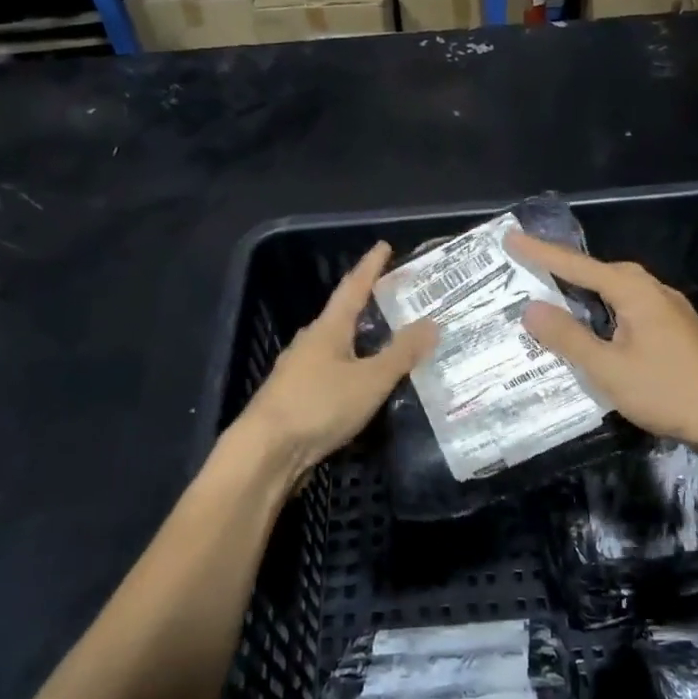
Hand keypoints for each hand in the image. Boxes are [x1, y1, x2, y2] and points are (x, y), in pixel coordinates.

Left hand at [235, 242, 437, 479]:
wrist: (266, 452)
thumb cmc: (319, 406)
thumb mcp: (370, 380)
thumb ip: (402, 353)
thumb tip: (431, 322)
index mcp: (328, 329)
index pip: (353, 288)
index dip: (370, 267)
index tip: (384, 246)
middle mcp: (310, 343)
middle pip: (341, 316)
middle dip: (366, 305)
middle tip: (394, 299)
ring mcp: (298, 371)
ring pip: (335, 347)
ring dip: (359, 341)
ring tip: (385, 342)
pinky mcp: (295, 398)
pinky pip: (330, 373)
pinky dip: (350, 369)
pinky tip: (361, 384)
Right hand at [507, 232, 697, 450]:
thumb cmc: (666, 390)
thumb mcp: (608, 368)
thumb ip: (568, 337)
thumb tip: (531, 308)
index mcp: (635, 292)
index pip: (578, 266)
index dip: (541, 253)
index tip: (511, 237)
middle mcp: (653, 290)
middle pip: (601, 271)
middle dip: (564, 267)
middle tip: (530, 268)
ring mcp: (668, 309)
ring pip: (618, 288)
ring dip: (586, 289)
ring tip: (555, 295)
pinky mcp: (675, 328)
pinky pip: (630, 305)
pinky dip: (604, 307)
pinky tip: (596, 326)